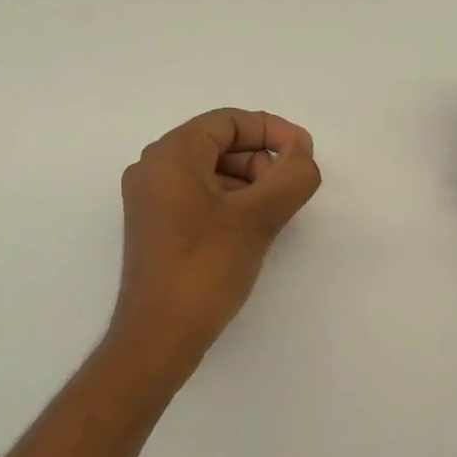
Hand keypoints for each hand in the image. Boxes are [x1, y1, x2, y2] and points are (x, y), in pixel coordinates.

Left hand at [112, 109, 321, 361]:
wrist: (159, 335)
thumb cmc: (205, 268)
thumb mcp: (258, 218)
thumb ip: (291, 175)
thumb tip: (301, 150)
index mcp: (170, 154)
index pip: (228, 121)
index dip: (272, 131)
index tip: (305, 155)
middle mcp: (153, 169)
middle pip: (219, 144)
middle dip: (261, 161)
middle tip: (286, 195)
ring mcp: (151, 200)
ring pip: (211, 173)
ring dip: (248, 185)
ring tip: (271, 218)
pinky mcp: (156, 228)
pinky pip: (199, 198)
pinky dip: (230, 204)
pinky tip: (249, 233)